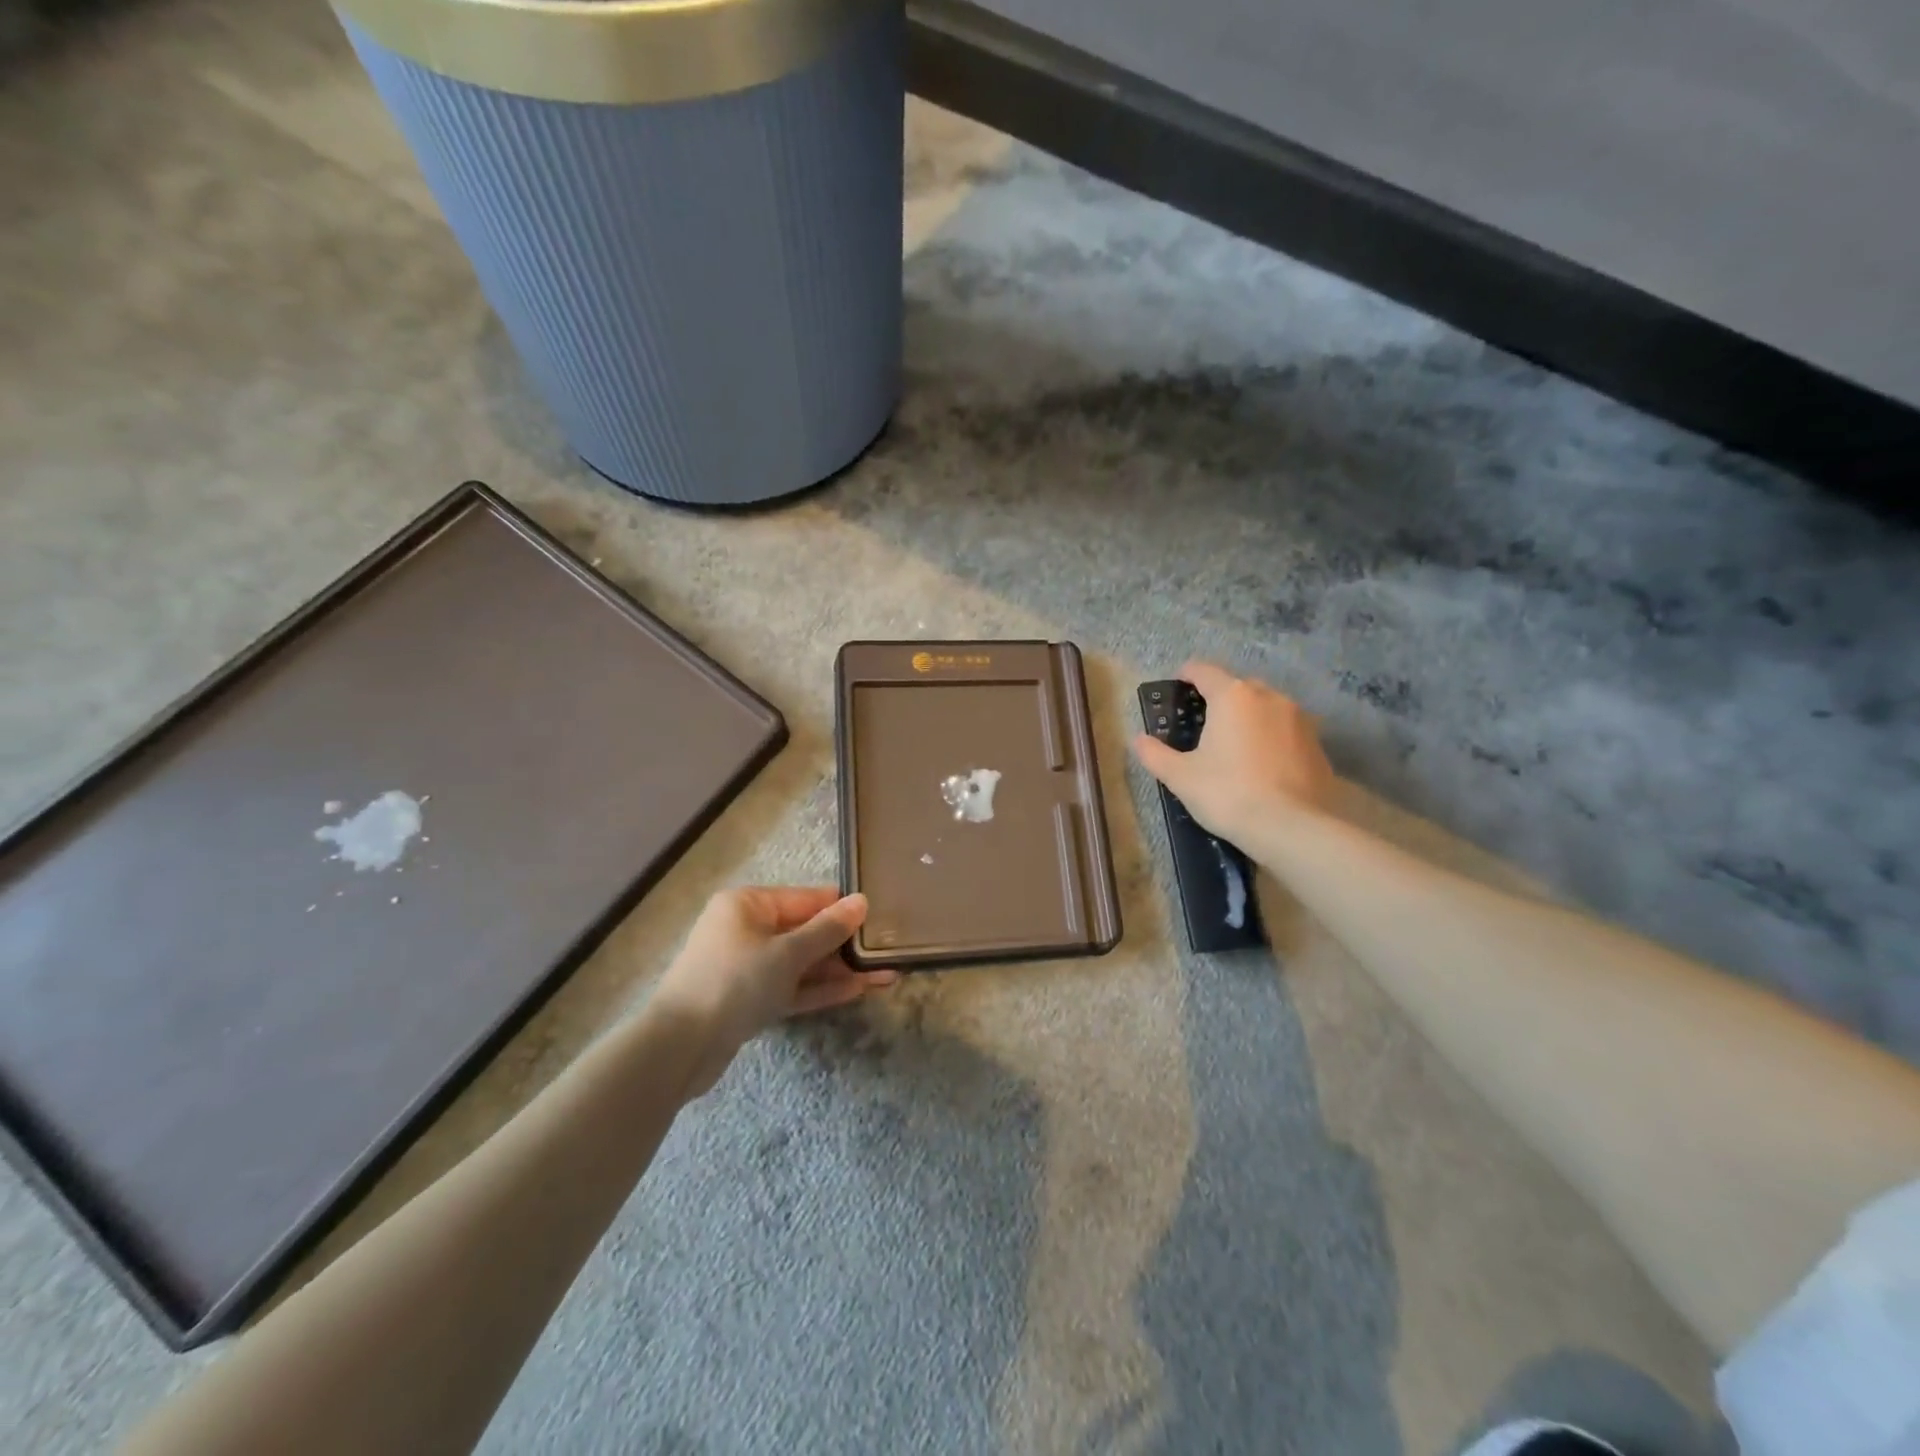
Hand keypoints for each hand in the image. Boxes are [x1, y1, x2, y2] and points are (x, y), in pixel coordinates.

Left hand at [652, 887, 898, 1096]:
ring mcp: (747, 967)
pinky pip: (791, 987)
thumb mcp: (787, 953)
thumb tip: (862, 901)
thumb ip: (827, 929)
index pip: (806, 898)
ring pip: (802, 963)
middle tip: (889, 950)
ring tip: (885, 975)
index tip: (880, 916)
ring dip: (839, 970)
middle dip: (845, 944)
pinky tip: (858, 991)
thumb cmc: (734, 982)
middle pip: (805, 931)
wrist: (679, 1048)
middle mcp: (746, 930)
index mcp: (747, 904)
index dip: (842, 908)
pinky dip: (820, 989)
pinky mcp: (749, 1000)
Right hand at [1131, 661, 1335, 841]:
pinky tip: (1261, 763)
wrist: (1292, 827)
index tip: (1176, 687)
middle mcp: (1268, 696)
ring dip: (1248, 716)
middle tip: (1203, 723)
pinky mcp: (1317, 742)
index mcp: (1232, 696)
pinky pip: (1285, 728)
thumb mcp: (1181, 777)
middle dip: (1219, 697)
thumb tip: (1139, 740)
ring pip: (1265, 706)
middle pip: (1237, 685)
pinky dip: (1270, 736)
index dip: (1186, 674)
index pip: (1203, 670)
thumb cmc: (1228, 793)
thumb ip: (1155, 754)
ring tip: (1234, 743)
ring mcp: (1298, 718)